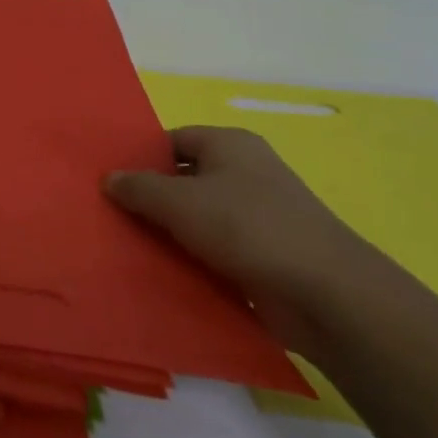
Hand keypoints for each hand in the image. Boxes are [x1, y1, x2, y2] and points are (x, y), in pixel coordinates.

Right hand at [103, 126, 388, 352]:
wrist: (328, 296)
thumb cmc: (248, 228)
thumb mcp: (179, 202)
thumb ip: (138, 187)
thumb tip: (109, 178)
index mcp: (230, 144)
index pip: (172, 140)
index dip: (140, 157)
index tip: (109, 179)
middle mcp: (246, 173)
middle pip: (184, 178)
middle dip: (150, 197)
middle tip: (110, 213)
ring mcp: (259, 216)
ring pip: (199, 218)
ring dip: (170, 233)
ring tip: (127, 244)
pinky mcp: (265, 256)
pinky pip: (216, 250)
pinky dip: (193, 259)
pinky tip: (162, 272)